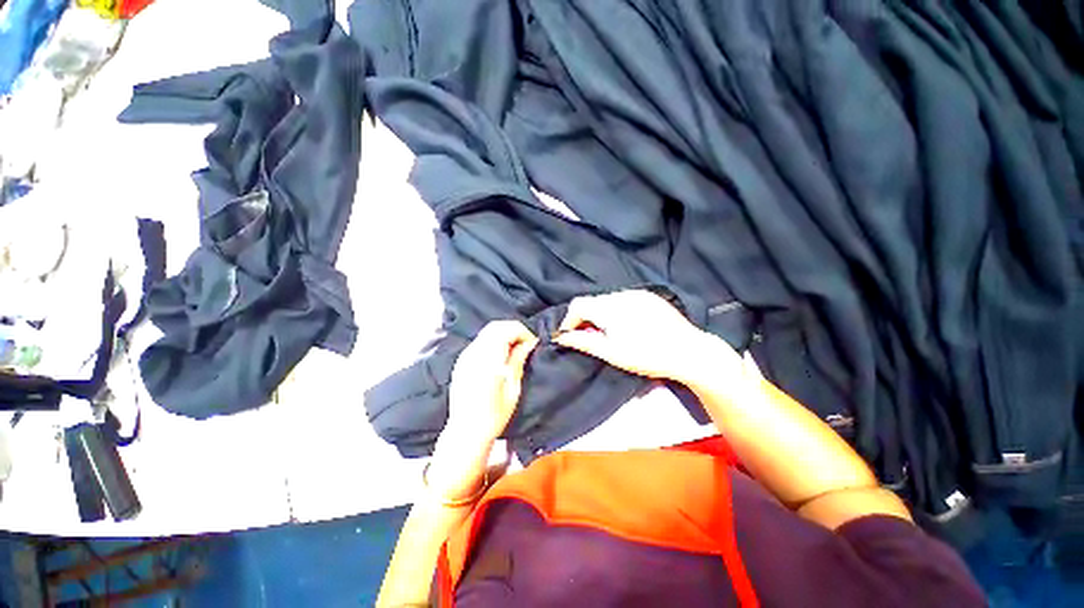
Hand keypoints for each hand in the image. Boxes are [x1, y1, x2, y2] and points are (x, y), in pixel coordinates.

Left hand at [427, 321, 537, 502]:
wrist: (465, 431)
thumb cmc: (494, 416)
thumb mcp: (512, 389)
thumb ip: (518, 361)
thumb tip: (529, 343)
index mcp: (488, 360)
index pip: (506, 330)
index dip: (523, 332)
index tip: (532, 343)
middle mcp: (474, 353)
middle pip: (495, 326)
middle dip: (513, 330)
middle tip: (525, 344)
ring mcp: (465, 356)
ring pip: (487, 332)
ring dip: (503, 334)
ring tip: (514, 349)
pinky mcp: (461, 361)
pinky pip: (480, 341)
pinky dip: (493, 340)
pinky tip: (500, 355)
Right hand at [553, 289, 739, 383]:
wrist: (689, 351)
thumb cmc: (646, 356)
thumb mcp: (611, 353)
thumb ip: (583, 341)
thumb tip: (560, 337)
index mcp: (610, 307)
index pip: (578, 305)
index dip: (569, 320)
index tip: (569, 336)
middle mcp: (621, 294)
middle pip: (592, 301)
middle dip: (585, 318)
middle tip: (589, 337)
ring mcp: (637, 293)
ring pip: (608, 300)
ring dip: (601, 313)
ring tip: (608, 332)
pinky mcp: (649, 296)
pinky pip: (624, 299)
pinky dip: (616, 310)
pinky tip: (626, 325)